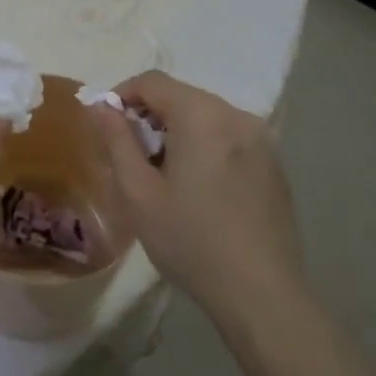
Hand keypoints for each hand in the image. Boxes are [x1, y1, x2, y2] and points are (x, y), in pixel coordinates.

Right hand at [87, 71, 302, 318]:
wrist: (260, 293)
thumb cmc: (190, 240)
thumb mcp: (138, 192)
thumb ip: (116, 140)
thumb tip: (100, 105)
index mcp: (202, 115)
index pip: (153, 81)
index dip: (122, 94)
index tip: (106, 125)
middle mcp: (236, 115)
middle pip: (182, 97)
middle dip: (151, 116)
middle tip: (132, 156)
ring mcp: (261, 140)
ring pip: (207, 117)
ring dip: (178, 133)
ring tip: (164, 176)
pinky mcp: (275, 164)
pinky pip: (230, 139)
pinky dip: (206, 147)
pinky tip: (200, 190)